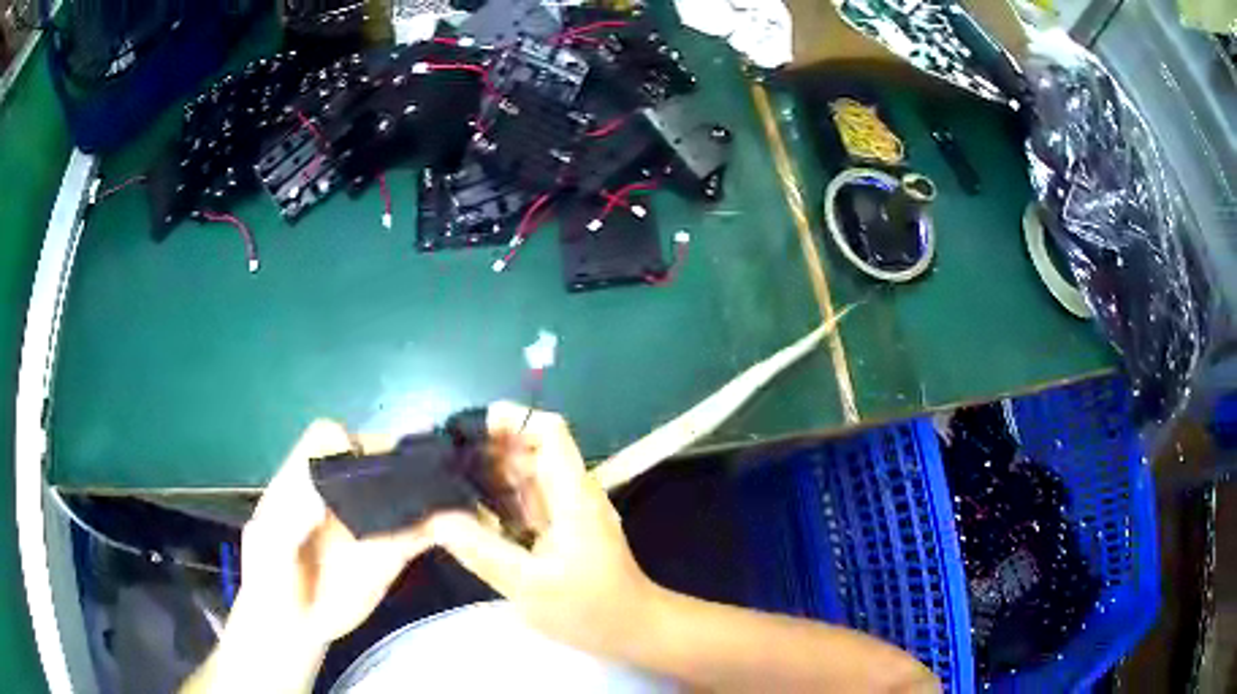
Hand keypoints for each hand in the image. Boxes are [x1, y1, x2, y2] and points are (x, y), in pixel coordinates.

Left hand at [234, 419, 432, 646]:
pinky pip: (420, 531)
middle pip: (372, 455)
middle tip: (424, 469)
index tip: (358, 464)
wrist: (295, 625)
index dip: (344, 441)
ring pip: (402, 490)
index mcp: (304, 480)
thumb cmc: (271, 581)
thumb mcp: (266, 552)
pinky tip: (459, 525)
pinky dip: (443, 525)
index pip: (326, 438)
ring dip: (429, 486)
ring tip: (454, 489)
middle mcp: (340, 493)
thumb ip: (284, 526)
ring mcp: (368, 522)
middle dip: (399, 456)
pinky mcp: (391, 552)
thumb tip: (317, 501)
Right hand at [426, 402, 657, 658]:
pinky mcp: (564, 528)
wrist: (631, 630)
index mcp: (572, 495)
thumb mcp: (528, 586)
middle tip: (444, 459)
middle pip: (534, 450)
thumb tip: (436, 518)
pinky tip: (472, 509)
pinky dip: (502, 498)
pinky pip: (530, 500)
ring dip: (494, 472)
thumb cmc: (588, 609)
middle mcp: (573, 493)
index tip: (471, 429)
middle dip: (492, 446)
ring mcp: (570, 511)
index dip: (514, 420)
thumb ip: (482, 550)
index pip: (550, 433)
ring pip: (530, 475)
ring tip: (448, 479)